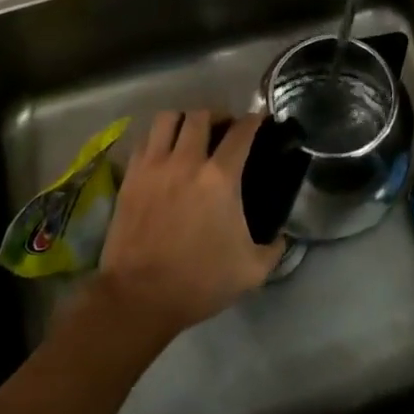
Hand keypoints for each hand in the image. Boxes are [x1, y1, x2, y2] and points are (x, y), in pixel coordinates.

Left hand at [96, 110, 284, 346]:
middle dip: (217, 115)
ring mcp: (154, 166)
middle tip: (224, 128)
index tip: (259, 120)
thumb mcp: (251, 271)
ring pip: (168, 119)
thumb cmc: (199, 281)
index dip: (254, 120)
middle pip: (201, 115)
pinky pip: (144, 140)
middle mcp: (186, 161)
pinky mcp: (130, 177)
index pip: (241, 132)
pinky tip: (164, 153)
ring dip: (184, 120)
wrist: (139, 297)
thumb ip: (274, 248)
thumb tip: (283, 236)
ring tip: (191, 133)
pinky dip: (157, 138)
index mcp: (220, 178)